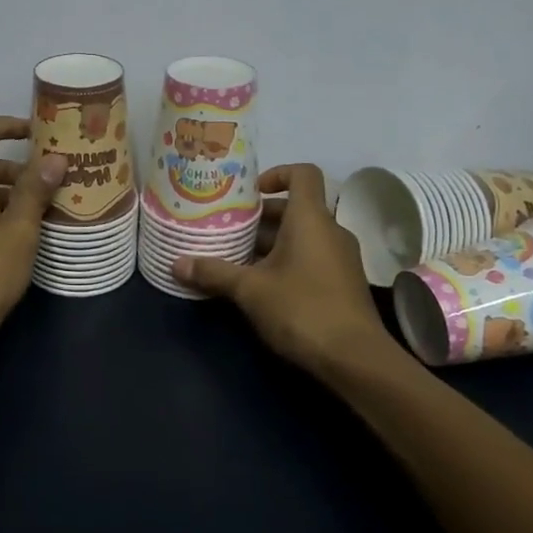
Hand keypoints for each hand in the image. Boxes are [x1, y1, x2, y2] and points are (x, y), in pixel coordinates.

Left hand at [0, 116, 65, 347]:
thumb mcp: (20, 231)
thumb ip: (35, 191)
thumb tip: (53, 158)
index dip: (8, 125)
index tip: (38, 134)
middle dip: (20, 167)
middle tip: (56, 182)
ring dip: (14, 193)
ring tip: (49, 211)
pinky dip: (1, 212)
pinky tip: (26, 236)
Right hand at [173, 163, 394, 376]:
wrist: (355, 359)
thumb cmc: (302, 309)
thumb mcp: (250, 290)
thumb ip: (214, 272)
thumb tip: (176, 264)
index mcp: (310, 219)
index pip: (303, 173)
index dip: (277, 174)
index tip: (250, 193)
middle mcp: (330, 230)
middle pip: (295, 208)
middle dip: (261, 217)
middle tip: (228, 229)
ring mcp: (340, 258)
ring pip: (302, 236)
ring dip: (270, 243)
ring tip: (236, 257)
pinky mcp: (342, 283)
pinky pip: (311, 257)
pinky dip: (287, 262)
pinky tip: (260, 285)